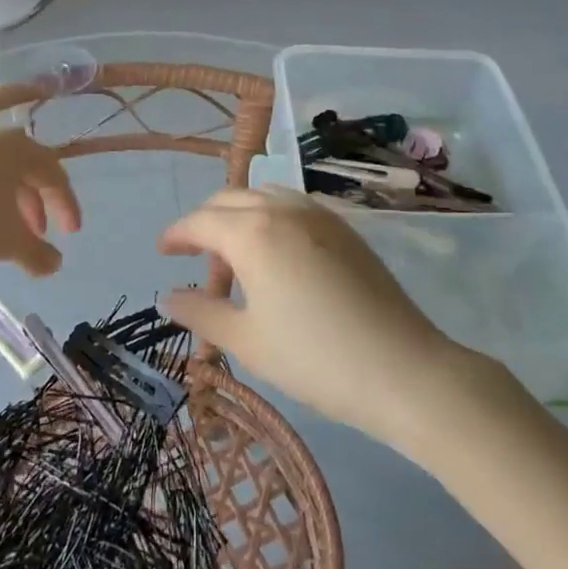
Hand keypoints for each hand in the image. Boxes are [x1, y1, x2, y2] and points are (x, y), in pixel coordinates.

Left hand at [0, 128, 80, 275]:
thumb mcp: (9, 242)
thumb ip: (38, 254)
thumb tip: (55, 265)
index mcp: (17, 148)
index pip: (54, 172)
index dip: (67, 204)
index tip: (71, 234)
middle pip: (24, 171)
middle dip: (35, 206)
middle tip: (35, 238)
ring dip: (7, 206)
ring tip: (2, 237)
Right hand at [159, 188, 465, 442]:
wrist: (404, 371)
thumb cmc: (315, 358)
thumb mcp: (246, 341)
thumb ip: (200, 312)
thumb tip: (167, 296)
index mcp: (252, 232)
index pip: (200, 221)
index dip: (176, 235)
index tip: (162, 253)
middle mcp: (282, 209)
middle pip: (229, 200)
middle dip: (204, 224)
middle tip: (195, 262)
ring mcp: (318, 215)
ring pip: (262, 197)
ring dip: (238, 218)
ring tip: (237, 261)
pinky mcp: (344, 229)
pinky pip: (291, 207)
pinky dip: (269, 220)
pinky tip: (275, 259)